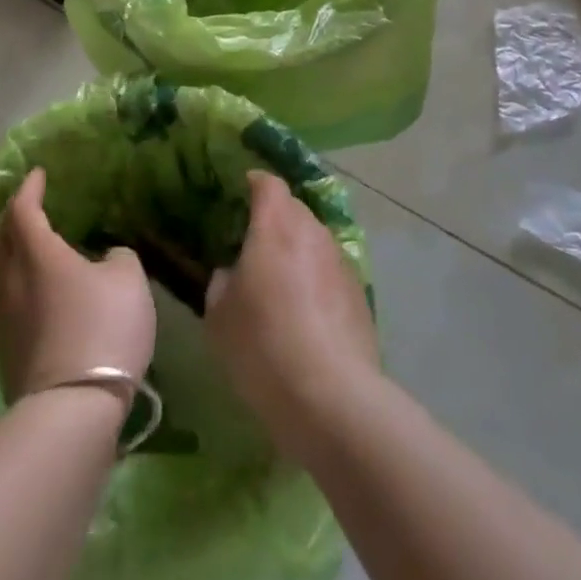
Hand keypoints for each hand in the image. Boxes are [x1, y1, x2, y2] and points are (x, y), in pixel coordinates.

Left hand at [0, 168, 155, 404]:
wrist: (74, 406)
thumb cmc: (103, 326)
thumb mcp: (128, 278)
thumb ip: (116, 256)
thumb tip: (104, 258)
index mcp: (37, 253)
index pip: (23, 210)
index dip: (29, 188)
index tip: (38, 174)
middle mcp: (11, 279)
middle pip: (0, 238)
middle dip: (13, 217)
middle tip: (30, 206)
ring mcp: (4, 316)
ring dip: (9, 250)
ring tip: (27, 244)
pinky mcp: (6, 347)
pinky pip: (3, 296)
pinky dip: (14, 279)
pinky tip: (32, 286)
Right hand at [205, 170, 378, 463]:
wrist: (330, 396)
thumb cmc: (262, 345)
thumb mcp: (219, 316)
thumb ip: (222, 282)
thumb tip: (233, 272)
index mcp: (275, 226)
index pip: (268, 184)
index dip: (255, 183)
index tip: (241, 192)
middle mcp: (312, 233)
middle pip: (294, 209)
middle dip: (276, 218)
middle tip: (255, 243)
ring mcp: (341, 262)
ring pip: (315, 240)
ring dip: (298, 250)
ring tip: (281, 282)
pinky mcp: (360, 294)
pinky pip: (331, 272)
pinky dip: (317, 279)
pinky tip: (307, 313)